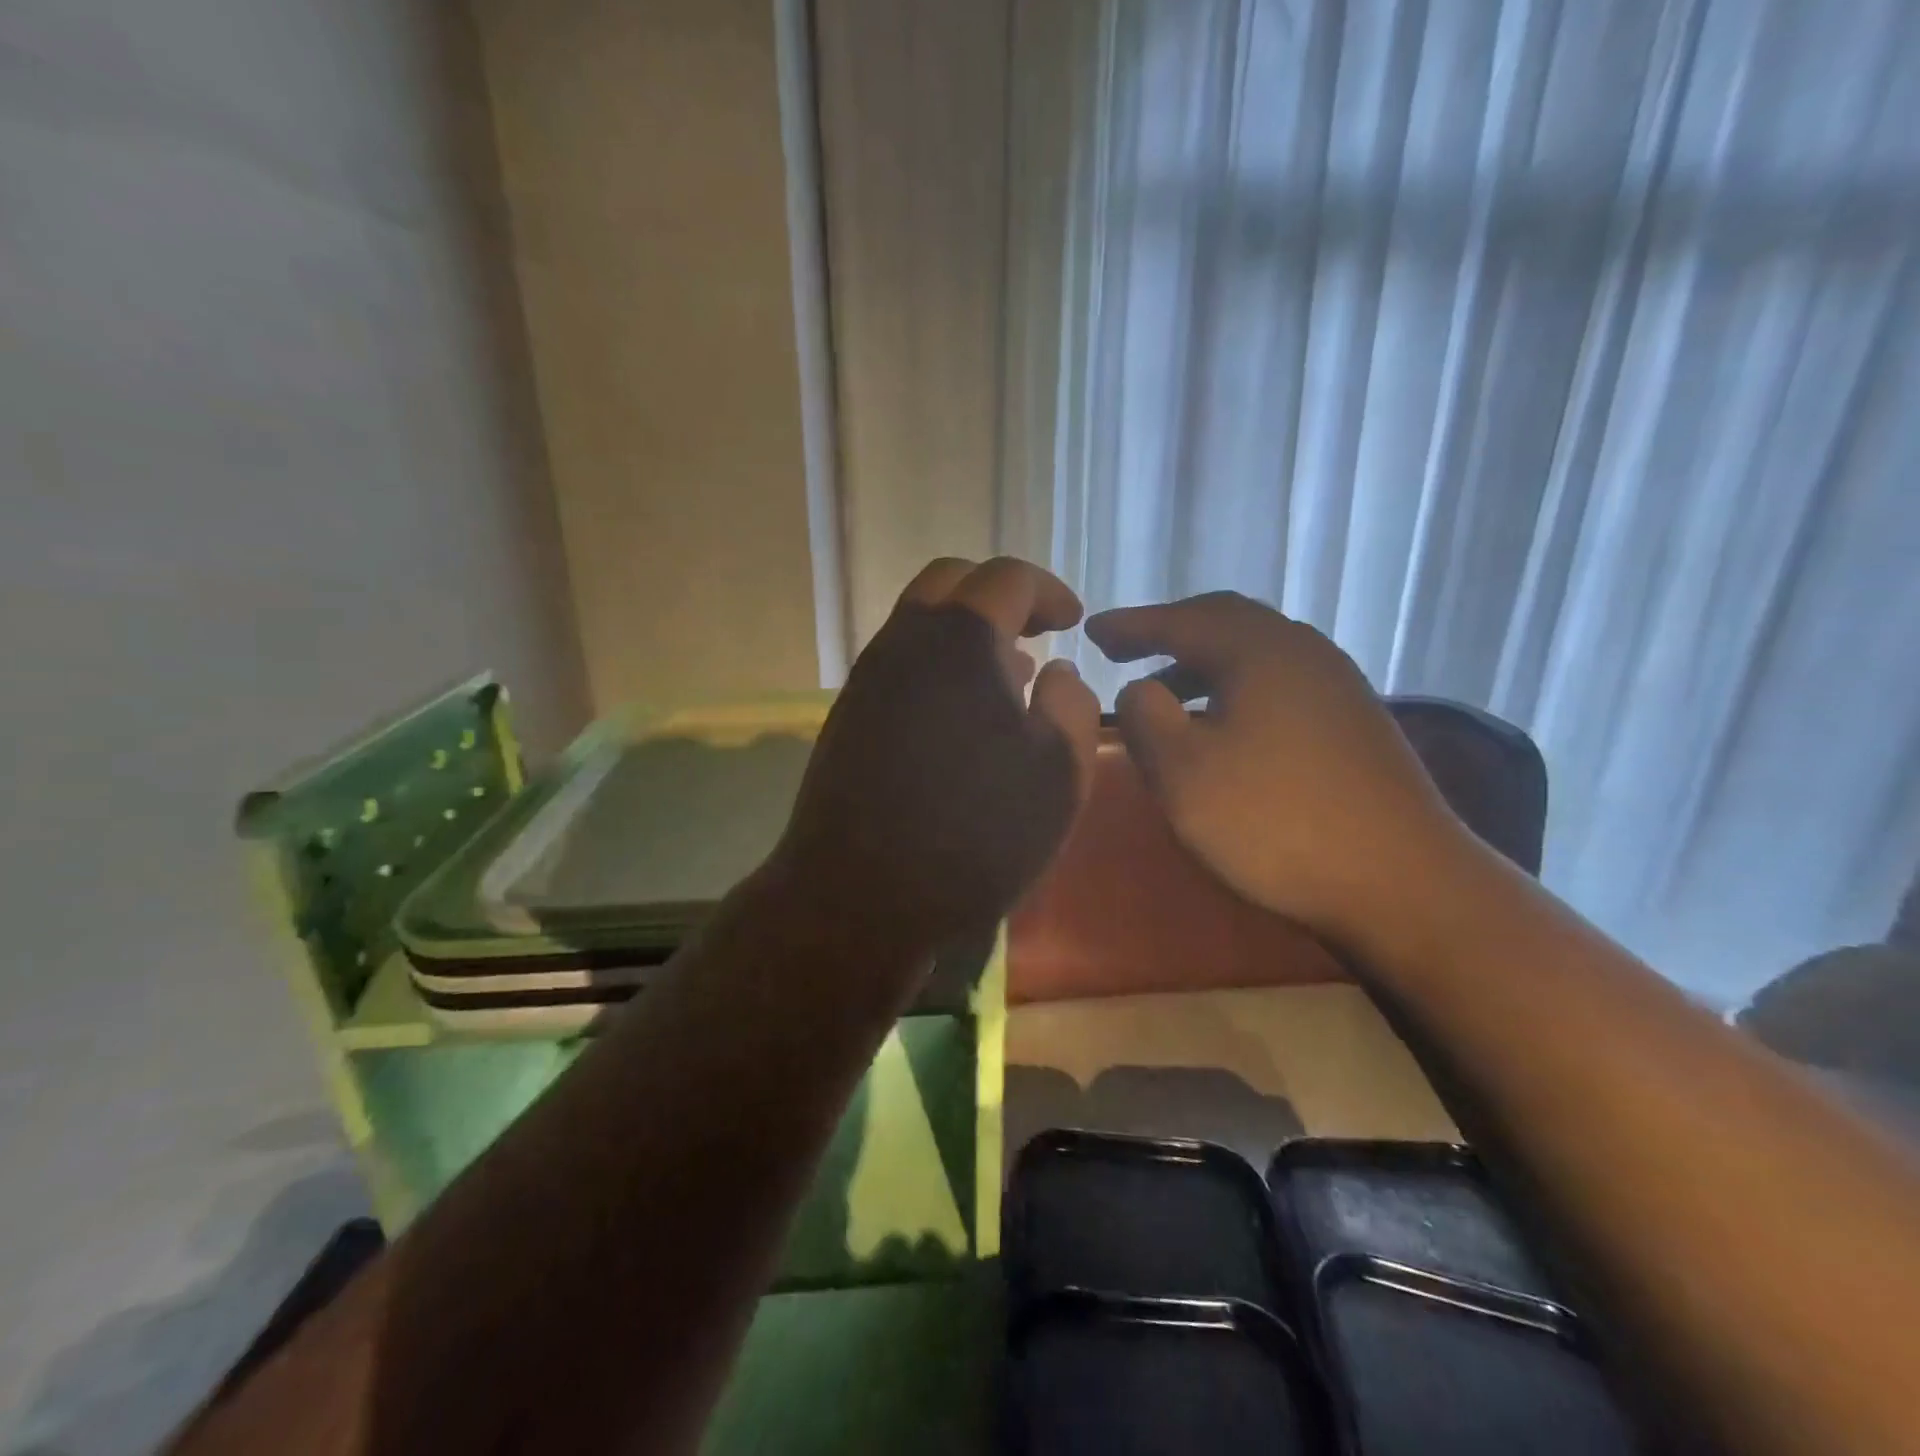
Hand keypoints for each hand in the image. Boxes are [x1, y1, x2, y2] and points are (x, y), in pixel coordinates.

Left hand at [770, 557, 1100, 960]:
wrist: (860, 898)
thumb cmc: (975, 835)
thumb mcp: (1058, 774)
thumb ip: (1071, 705)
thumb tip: (1058, 672)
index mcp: (960, 640)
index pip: (1006, 577)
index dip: (1048, 591)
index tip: (1074, 620)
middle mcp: (904, 642)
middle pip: (950, 583)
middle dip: (1000, 596)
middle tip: (1036, 632)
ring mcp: (867, 680)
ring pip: (918, 623)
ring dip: (965, 633)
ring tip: (1009, 675)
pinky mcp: (848, 717)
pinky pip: (900, 665)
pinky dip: (938, 667)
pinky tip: (963, 718)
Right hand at [1086, 591, 1472, 947]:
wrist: (1401, 882)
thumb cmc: (1274, 822)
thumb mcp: (1182, 772)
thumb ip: (1145, 717)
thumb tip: (1139, 689)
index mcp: (1258, 651)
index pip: (1180, 620)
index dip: (1130, 624)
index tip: (1089, 629)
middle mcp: (1302, 651)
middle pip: (1224, 620)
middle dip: (1169, 630)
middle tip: (1125, 647)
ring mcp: (1336, 684)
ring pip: (1255, 651)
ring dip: (1202, 660)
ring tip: (1164, 687)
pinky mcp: (1353, 721)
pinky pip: (1278, 680)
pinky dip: (1235, 685)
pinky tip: (1222, 722)